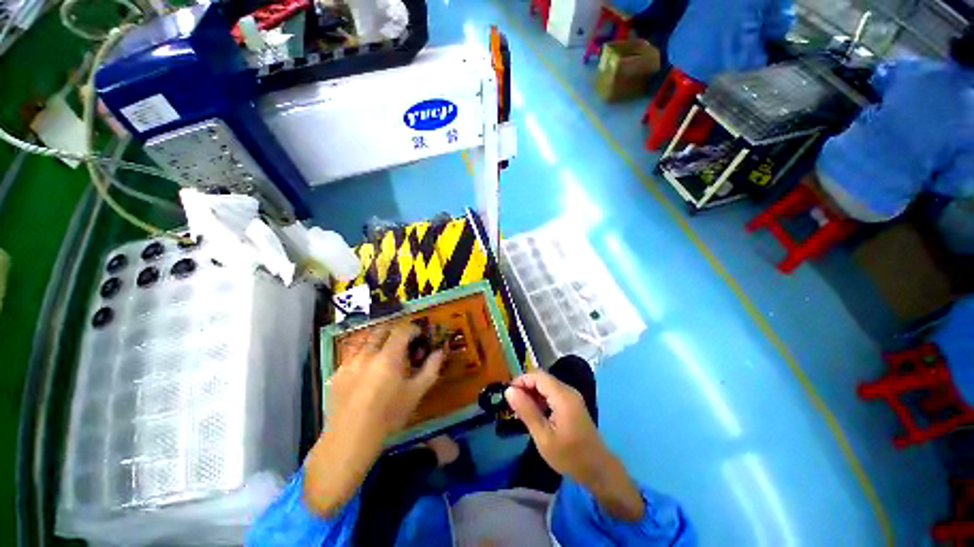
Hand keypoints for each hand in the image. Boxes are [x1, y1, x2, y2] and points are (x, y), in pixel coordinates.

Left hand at [326, 322, 443, 438]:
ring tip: (383, 354)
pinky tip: (365, 371)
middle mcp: (367, 353)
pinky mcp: (336, 374)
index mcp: (389, 356)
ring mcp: (349, 362)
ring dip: (377, 342)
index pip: (402, 330)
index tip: (419, 335)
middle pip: (382, 330)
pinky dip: (362, 355)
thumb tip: (440, 351)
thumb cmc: (389, 415)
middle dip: (394, 332)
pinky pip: (351, 356)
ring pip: (364, 340)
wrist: (351, 438)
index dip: (413, 329)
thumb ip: (431, 368)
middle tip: (402, 343)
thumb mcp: (416, 392)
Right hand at [505, 370, 644, 520]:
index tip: (508, 394)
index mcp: (562, 396)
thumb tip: (509, 390)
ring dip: (532, 393)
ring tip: (520, 409)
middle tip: (512, 403)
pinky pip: (552, 393)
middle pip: (542, 378)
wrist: (598, 470)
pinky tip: (534, 413)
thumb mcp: (543, 437)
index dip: (521, 380)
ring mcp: (572, 396)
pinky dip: (541, 398)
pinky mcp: (572, 403)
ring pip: (546, 385)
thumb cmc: (570, 456)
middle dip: (525, 387)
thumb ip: (526, 411)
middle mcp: (568, 390)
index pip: (537, 376)